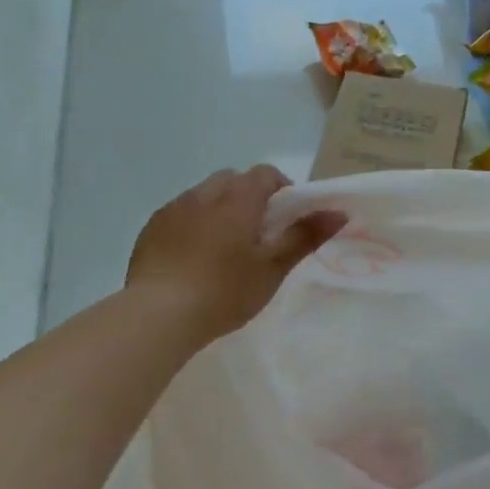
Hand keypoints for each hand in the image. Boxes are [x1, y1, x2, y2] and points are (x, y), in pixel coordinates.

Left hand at [126, 166, 346, 345]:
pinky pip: (179, 214)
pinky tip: (193, 258)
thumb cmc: (224, 291)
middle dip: (248, 196)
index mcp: (237, 199)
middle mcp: (203, 194)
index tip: (287, 217)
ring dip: (218, 208)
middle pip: (232, 180)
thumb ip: (304, 237)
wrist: (158, 314)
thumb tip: (338, 212)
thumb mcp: (272, 268)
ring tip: (224, 247)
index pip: (265, 174)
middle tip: (258, 233)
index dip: (281, 188)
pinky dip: (192, 224)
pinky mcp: (151, 229)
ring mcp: (173, 209)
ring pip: (203, 195)